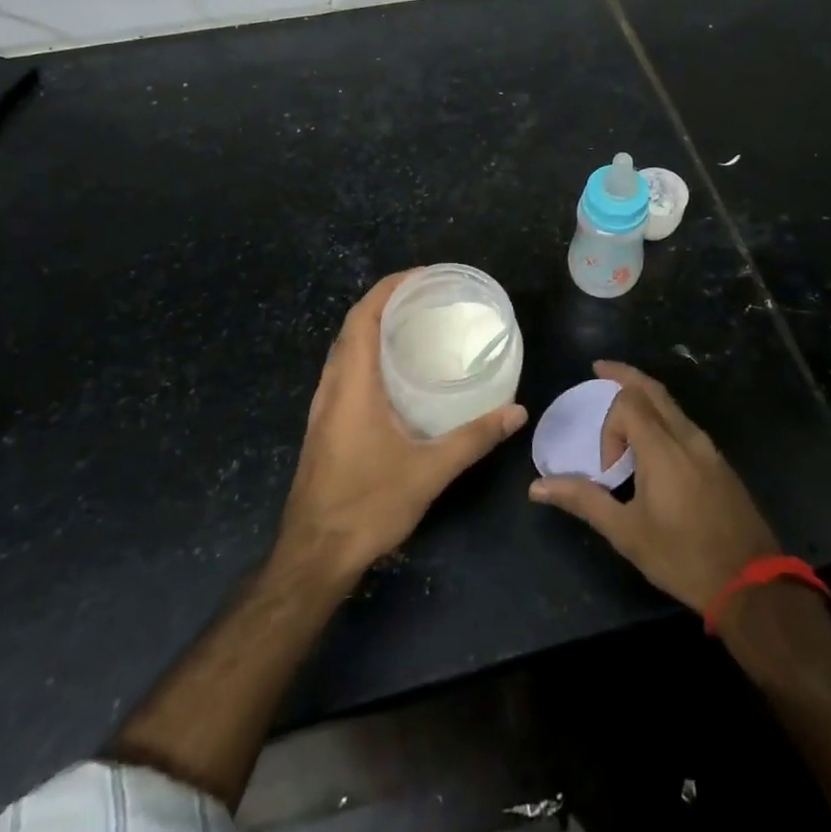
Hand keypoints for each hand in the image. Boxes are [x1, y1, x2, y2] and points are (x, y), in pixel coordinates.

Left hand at [277, 271, 527, 584]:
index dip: (389, 287)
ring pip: (345, 350)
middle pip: (353, 327)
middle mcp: (332, 387)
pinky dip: (367, 354)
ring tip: (414, 325)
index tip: (422, 276)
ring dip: (374, 328)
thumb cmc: (367, 504)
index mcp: (352, 384)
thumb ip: (474, 438)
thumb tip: (517, 412)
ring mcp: (323, 407)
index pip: (364, 316)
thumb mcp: (429, 471)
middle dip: (386, 302)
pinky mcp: (323, 426)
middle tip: (427, 297)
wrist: (314, 555)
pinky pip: (344, 371)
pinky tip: (395, 374)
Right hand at [528, 361, 778, 613]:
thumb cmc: (683, 557)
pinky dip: (662, 416)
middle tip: (599, 370)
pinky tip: (652, 443)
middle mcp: (687, 436)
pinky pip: (684, 423)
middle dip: (624, 375)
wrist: (751, 583)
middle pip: (653, 388)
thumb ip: (584, 500)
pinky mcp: (719, 462)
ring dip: (644, 397)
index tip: (608, 468)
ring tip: (622, 409)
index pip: (629, 402)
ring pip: (671, 404)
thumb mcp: (626, 533)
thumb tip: (537, 487)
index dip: (609, 426)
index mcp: (663, 448)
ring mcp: (708, 448)